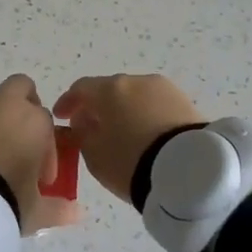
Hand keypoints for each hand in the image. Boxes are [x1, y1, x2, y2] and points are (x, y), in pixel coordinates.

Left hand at [0, 74, 76, 232]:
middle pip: (20, 89)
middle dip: (23, 110)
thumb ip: (58, 208)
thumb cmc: (4, 197)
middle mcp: (1, 106)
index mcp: (32, 120)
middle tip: (20, 144)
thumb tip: (78, 213)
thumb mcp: (35, 211)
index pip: (47, 121)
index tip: (41, 179)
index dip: (47, 150)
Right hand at [53, 74, 203, 204]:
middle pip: (110, 90)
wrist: (189, 170)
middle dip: (98, 106)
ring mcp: (164, 89)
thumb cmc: (131, 161)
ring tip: (122, 133)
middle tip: (92, 127)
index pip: (81, 88)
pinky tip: (145, 135)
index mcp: (109, 89)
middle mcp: (136, 81)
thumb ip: (82, 135)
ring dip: (124, 110)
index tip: (62, 116)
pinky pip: (156, 106)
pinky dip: (146, 116)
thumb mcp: (94, 155)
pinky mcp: (186, 103)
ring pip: (136, 96)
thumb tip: (84, 122)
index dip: (68, 101)